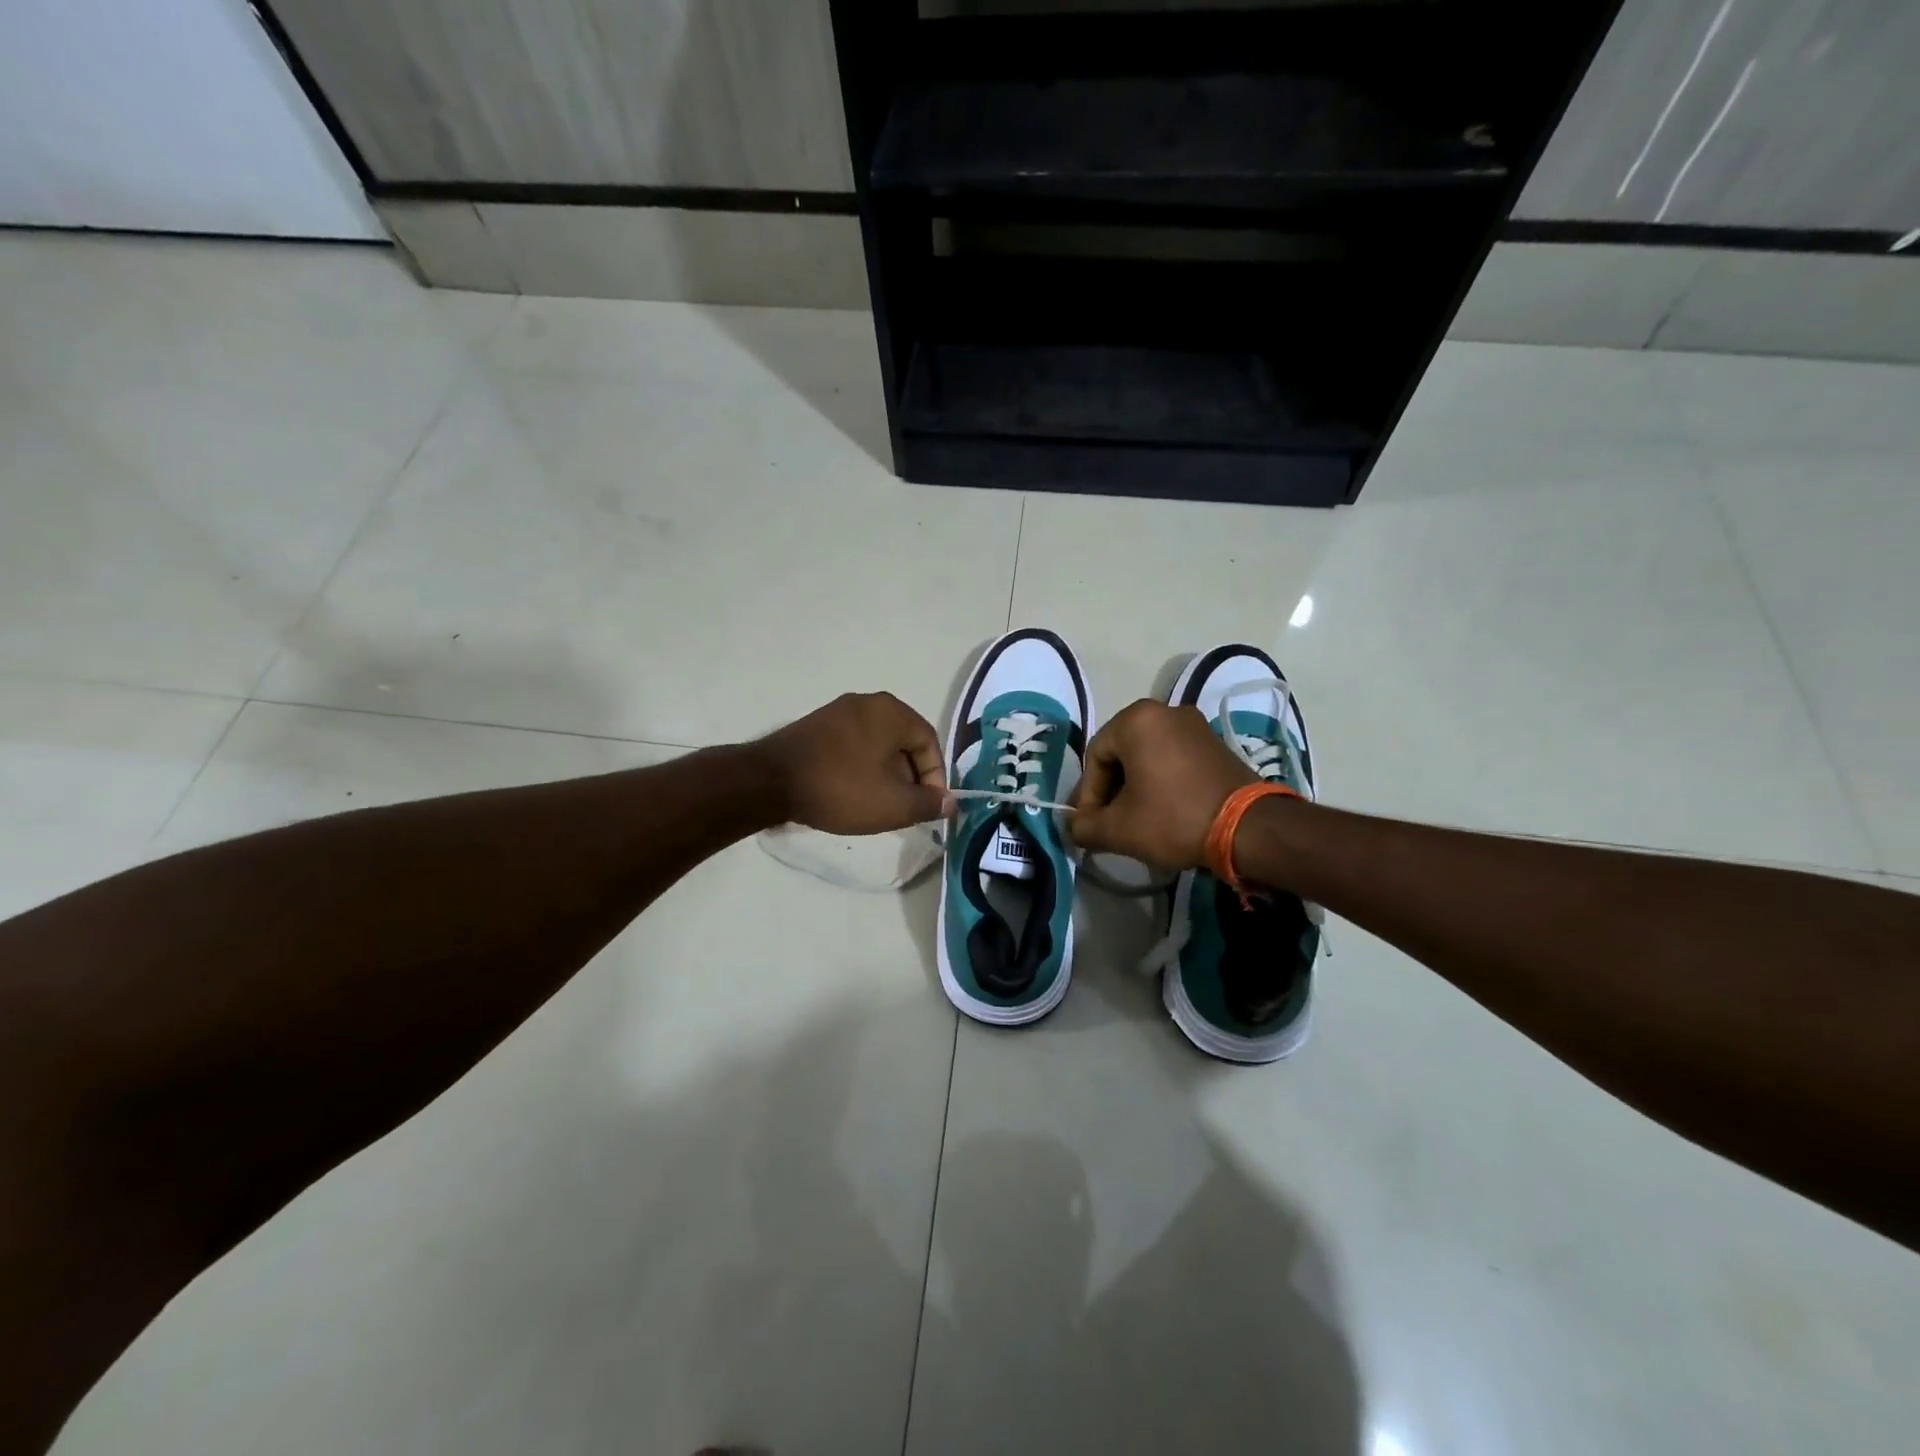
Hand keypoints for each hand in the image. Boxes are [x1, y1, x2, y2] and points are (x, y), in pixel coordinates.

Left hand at [756, 692, 951, 834]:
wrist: (769, 782)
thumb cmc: (841, 788)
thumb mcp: (894, 804)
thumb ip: (928, 803)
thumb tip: (950, 802)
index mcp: (892, 711)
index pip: (929, 743)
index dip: (936, 778)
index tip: (929, 807)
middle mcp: (868, 703)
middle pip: (903, 743)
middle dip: (910, 778)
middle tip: (906, 810)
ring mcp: (838, 712)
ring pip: (878, 746)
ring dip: (886, 776)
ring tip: (879, 807)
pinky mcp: (816, 727)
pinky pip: (853, 747)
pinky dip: (861, 769)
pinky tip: (852, 794)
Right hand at [1068, 700, 1256, 869]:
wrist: (1249, 829)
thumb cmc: (1174, 819)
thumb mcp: (1119, 829)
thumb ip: (1084, 826)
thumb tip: (1073, 827)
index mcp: (1136, 720)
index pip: (1095, 757)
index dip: (1087, 795)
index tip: (1091, 824)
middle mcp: (1164, 711)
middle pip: (1120, 753)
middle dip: (1111, 790)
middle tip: (1110, 822)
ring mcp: (1194, 724)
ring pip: (1147, 756)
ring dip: (1135, 787)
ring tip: (1136, 820)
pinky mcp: (1214, 742)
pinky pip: (1173, 758)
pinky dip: (1161, 781)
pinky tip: (1163, 810)